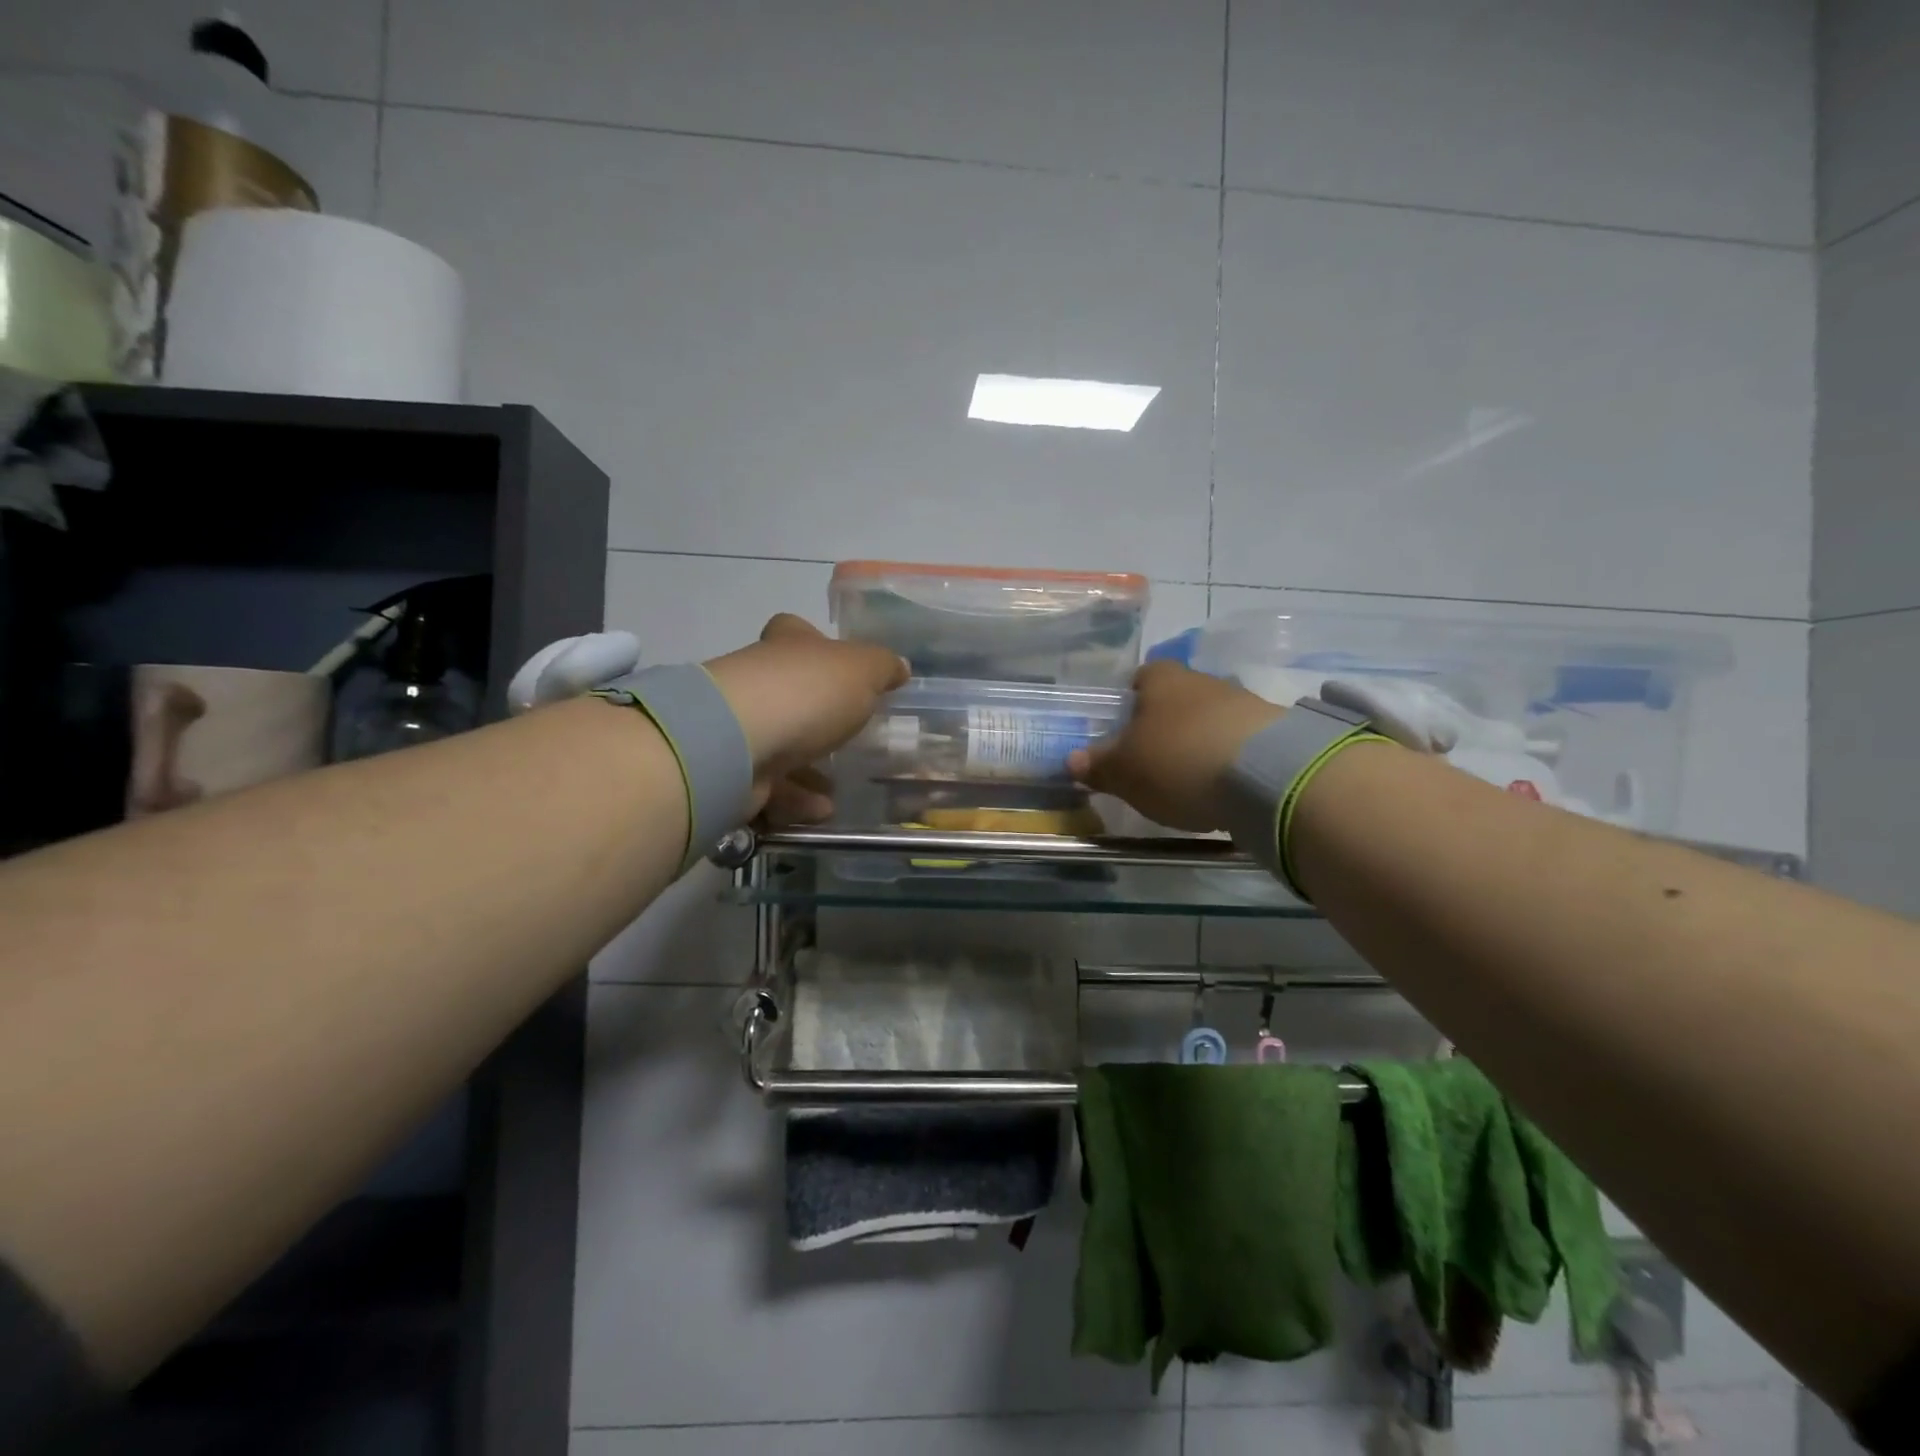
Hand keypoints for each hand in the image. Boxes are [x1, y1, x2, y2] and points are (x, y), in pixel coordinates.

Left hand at [703, 615, 908, 824]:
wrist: (737, 744)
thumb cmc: (806, 694)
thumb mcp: (862, 670)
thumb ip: (883, 667)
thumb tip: (900, 666)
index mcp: (787, 646)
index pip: (796, 632)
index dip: (816, 644)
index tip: (839, 666)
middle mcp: (759, 680)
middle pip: (790, 692)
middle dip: (819, 717)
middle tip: (851, 737)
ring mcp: (742, 726)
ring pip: (781, 746)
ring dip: (810, 769)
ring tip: (840, 786)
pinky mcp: (733, 770)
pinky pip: (772, 786)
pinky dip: (797, 799)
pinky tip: (822, 809)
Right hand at [1069, 660, 1282, 831]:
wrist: (1266, 775)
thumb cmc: (1177, 760)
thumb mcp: (1124, 771)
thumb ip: (1098, 765)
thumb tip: (1073, 760)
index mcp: (1161, 679)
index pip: (1140, 677)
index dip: (1128, 701)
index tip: (1122, 731)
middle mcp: (1202, 681)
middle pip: (1176, 699)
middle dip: (1164, 726)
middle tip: (1150, 762)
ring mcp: (1243, 704)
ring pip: (1209, 721)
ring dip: (1198, 744)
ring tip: (1188, 783)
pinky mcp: (1275, 733)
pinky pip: (1239, 744)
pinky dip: (1227, 762)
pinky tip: (1222, 790)